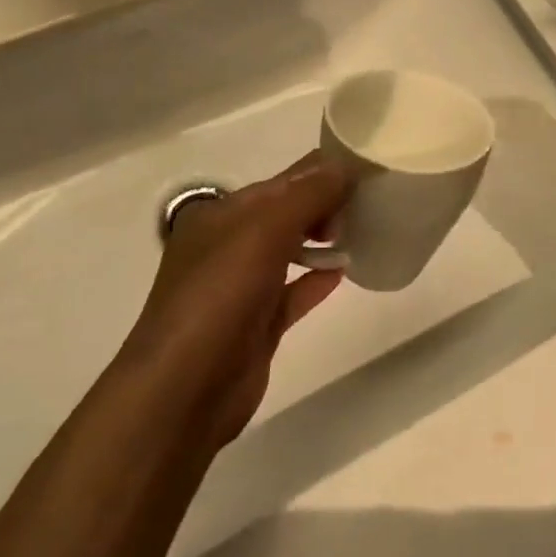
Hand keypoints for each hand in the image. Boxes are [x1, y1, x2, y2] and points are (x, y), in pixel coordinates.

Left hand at [122, 155, 348, 449]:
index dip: (322, 171)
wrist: (184, 390)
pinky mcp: (257, 324)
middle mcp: (229, 245)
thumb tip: (345, 166)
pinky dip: (318, 279)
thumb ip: (307, 196)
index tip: (368, 168)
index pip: (281, 181)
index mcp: (221, 215)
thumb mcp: (263, 232)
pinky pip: (294, 292)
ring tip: (366, 231)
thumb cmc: (219, 297)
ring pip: (291, 251)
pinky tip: (346, 272)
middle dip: (326, 204)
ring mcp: (242, 287)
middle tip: (371, 204)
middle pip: (287, 213)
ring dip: (324, 239)